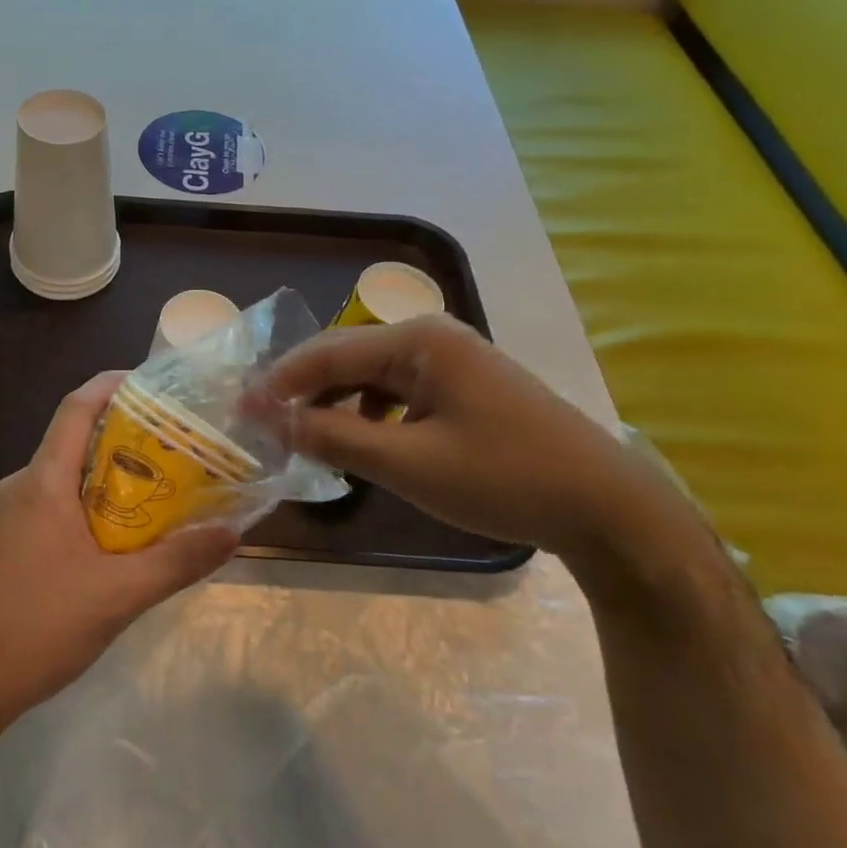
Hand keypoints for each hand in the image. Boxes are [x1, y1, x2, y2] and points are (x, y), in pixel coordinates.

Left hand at [0, 372, 239, 734]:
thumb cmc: (36, 627)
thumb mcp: (118, 596)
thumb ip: (177, 561)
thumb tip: (232, 531)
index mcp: (42, 481)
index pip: (77, 407)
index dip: (113, 384)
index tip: (156, 383)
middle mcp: (21, 486)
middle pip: (76, 440)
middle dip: (127, 437)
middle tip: (178, 446)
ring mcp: (9, 515)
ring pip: (67, 477)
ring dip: (111, 477)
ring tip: (161, 490)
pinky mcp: (7, 543)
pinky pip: (55, 505)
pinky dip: (91, 506)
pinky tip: (120, 539)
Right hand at [265, 316, 697, 565]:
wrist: (608, 509)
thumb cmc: (504, 479)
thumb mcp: (408, 464)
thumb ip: (334, 437)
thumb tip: (272, 420)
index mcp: (420, 341)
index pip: (328, 353)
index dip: (278, 383)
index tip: (238, 411)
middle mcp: (433, 338)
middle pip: (348, 358)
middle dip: (303, 391)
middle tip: (262, 425)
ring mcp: (453, 361)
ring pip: (372, 376)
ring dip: (335, 404)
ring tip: (304, 437)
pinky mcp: (465, 387)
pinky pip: (399, 393)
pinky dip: (369, 415)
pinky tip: (361, 442)